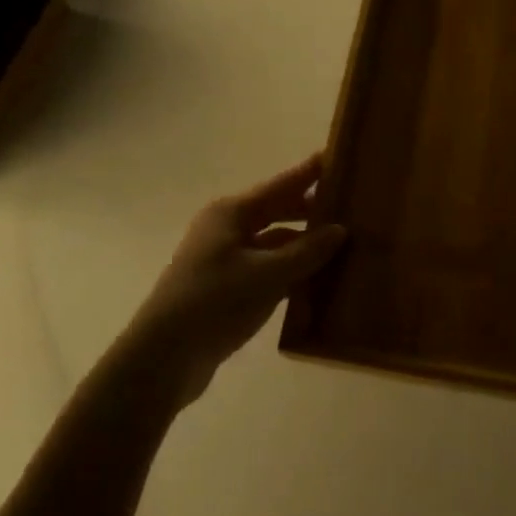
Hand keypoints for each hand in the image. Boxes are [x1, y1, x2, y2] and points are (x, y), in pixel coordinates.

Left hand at [131, 154, 346, 405]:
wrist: (164, 358)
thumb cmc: (214, 302)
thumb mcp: (267, 275)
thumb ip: (306, 251)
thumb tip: (340, 230)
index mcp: (232, 213)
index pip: (281, 184)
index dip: (309, 172)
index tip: (338, 156)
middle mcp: (227, 229)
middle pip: (277, 211)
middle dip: (311, 210)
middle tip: (351, 206)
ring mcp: (225, 260)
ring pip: (274, 244)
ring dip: (304, 246)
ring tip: (345, 246)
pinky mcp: (227, 290)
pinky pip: (268, 271)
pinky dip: (292, 273)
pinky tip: (320, 282)